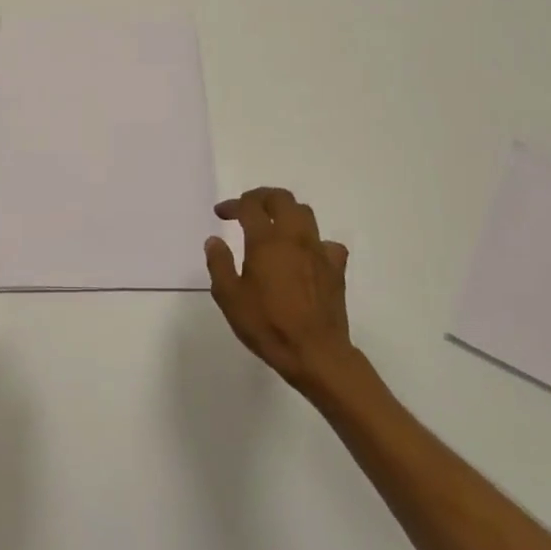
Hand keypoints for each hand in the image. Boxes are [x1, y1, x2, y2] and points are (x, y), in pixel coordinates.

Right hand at [205, 187, 366, 393]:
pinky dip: (312, 242)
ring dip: (286, 212)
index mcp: (266, 241)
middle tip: (248, 208)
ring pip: (305, 214)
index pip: (250, 207)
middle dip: (262, 197)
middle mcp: (294, 238)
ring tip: (273, 225)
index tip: (221, 214)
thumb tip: (214, 241)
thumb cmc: (266, 324)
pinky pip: (327, 243)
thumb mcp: (229, 297)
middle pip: (282, 199)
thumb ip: (219, 264)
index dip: (233, 205)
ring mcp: (319, 251)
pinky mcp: (336, 268)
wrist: (314, 352)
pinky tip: (305, 255)